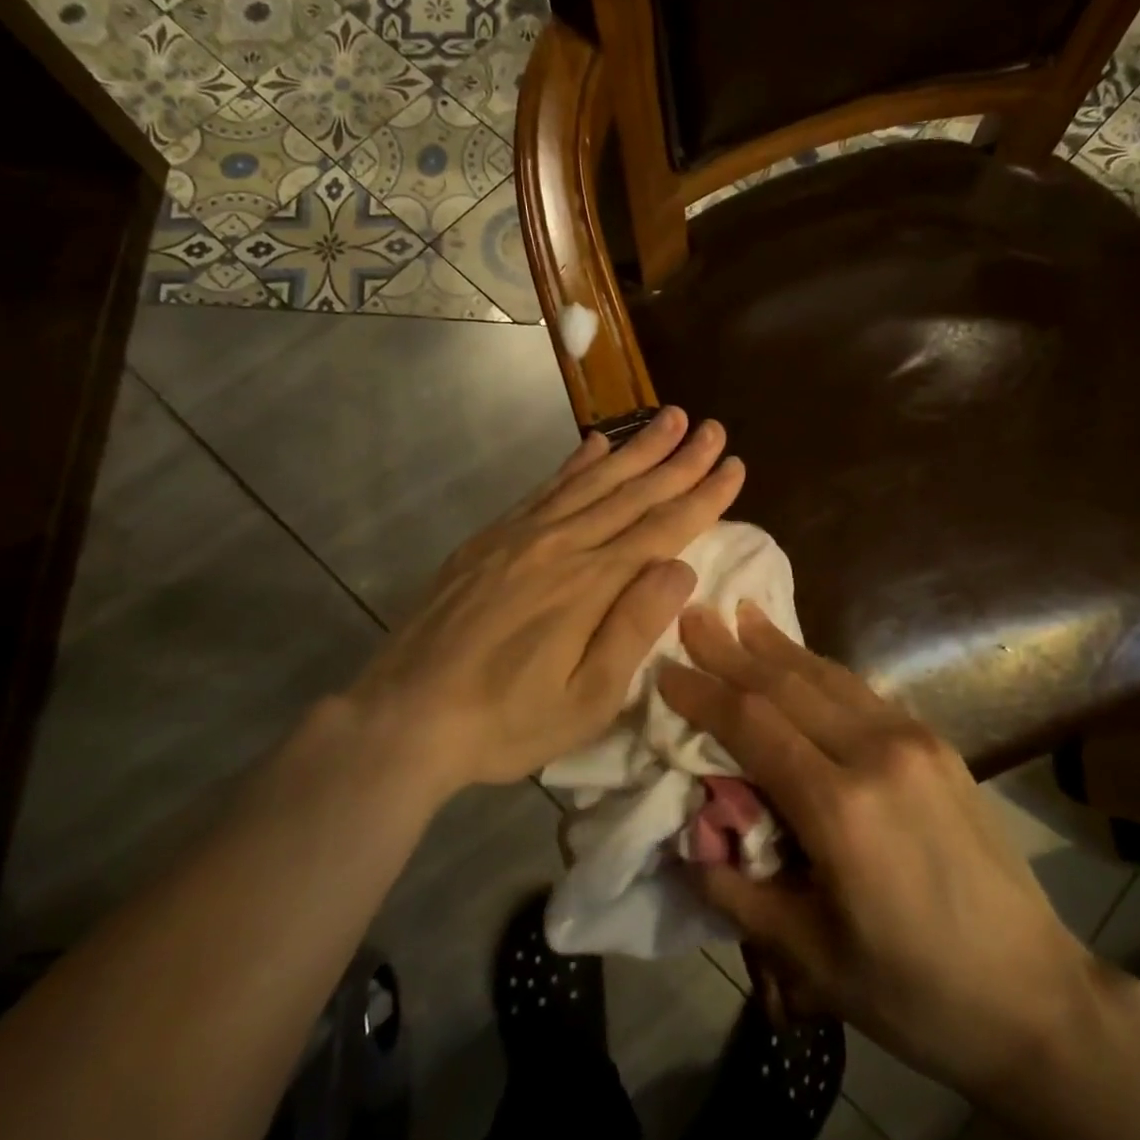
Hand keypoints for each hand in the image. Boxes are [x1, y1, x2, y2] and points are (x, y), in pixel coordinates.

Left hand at [344, 407, 743, 793]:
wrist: (404, 716)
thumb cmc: (505, 721)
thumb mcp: (586, 699)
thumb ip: (635, 628)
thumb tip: (681, 567)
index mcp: (591, 585)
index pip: (663, 529)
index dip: (703, 497)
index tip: (734, 465)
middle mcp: (561, 545)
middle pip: (633, 494)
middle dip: (679, 460)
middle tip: (712, 427)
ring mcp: (521, 536)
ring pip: (592, 481)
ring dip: (636, 449)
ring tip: (669, 418)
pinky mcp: (490, 539)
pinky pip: (544, 488)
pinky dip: (575, 464)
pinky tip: (595, 444)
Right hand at [658, 604, 1090, 1100]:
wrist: (1035, 994)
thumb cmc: (914, 990)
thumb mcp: (811, 956)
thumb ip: (738, 891)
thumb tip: (689, 842)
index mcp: (841, 808)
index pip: (753, 725)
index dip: (704, 693)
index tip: (666, 669)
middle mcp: (876, 754)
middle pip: (786, 685)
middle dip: (732, 650)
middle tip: (693, 614)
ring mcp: (913, 741)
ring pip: (827, 676)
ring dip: (777, 645)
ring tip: (741, 613)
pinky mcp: (936, 744)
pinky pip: (860, 691)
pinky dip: (818, 668)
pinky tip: (799, 657)